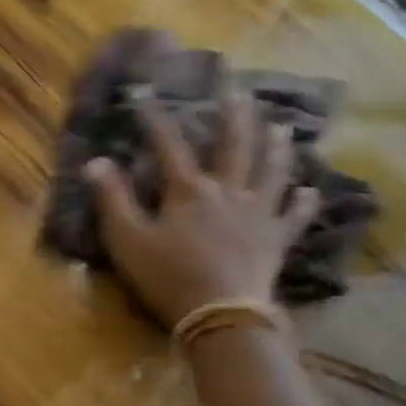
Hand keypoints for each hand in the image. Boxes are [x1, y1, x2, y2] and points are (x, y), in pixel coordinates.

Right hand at [83, 98, 316, 326]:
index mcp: (189, 190)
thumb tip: (95, 161)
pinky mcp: (276, 240)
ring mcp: (258, 213)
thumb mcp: (128, 240)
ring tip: (280, 126)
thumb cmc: (168, 277)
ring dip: (275, 147)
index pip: (169, 144)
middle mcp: (228, 191)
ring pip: (271, 171)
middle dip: (234, 117)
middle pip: (234, 146)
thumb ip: (112, 200)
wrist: (219, 314)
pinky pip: (293, 217)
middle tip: (239, 92)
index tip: (144, 93)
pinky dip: (302, 203)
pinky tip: (310, 191)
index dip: (155, 117)